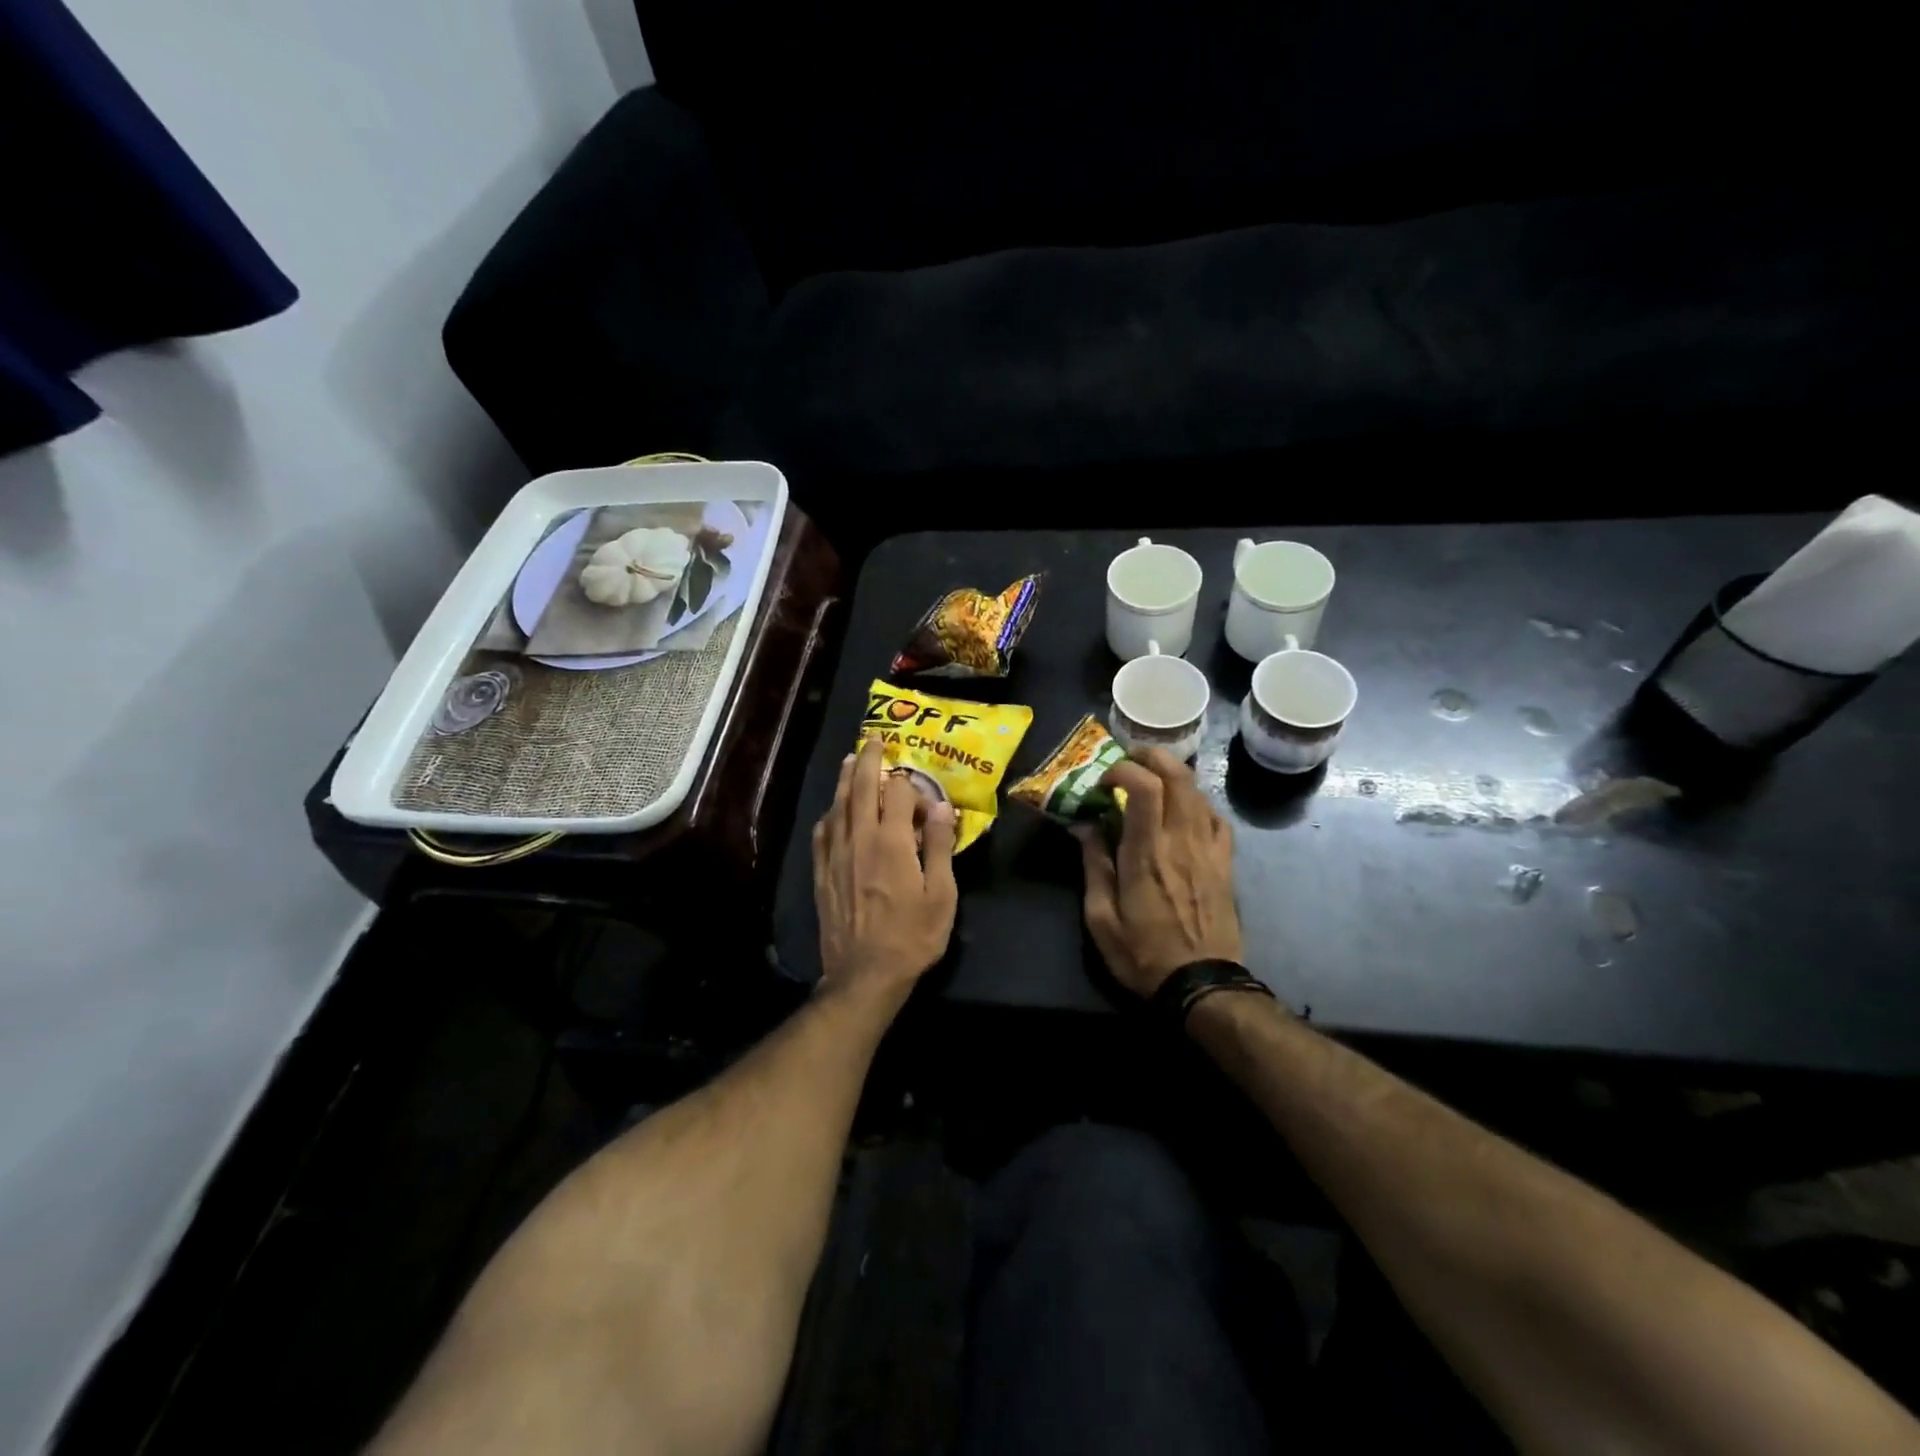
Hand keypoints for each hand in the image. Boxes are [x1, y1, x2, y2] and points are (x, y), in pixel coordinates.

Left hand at [813, 737, 959, 1009]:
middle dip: (867, 760)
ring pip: (837, 805)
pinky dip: (829, 814)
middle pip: (860, 788)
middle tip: (873, 741)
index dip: (911, 787)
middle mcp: (859, 839)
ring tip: (850, 761)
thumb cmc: (912, 937)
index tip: (923, 799)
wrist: (864, 975)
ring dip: (844, 779)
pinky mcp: (822, 873)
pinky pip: (822, 832)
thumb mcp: (941, 895)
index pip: (897, 793)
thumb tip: (941, 806)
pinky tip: (833, 811)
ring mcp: (836, 855)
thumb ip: (940, 846)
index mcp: (892, 842)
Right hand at [1078, 748, 1242, 996]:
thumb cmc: (1143, 954)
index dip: (1122, 769)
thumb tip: (1085, 825)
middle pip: (1177, 775)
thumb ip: (1094, 865)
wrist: (1203, 985)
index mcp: (1146, 853)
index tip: (1102, 782)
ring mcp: (1209, 850)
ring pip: (1198, 791)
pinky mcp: (1225, 863)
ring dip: (1172, 775)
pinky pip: (1216, 818)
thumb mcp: (1100, 918)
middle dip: (1151, 756)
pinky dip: (1197, 802)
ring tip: (1150, 781)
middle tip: (1128, 761)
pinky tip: (1182, 812)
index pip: (1144, 786)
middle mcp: (1181, 841)